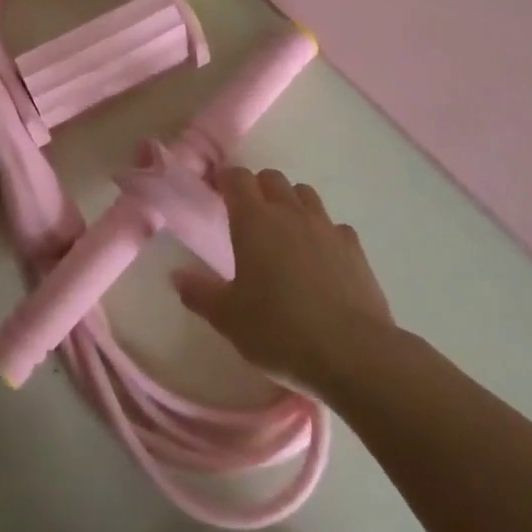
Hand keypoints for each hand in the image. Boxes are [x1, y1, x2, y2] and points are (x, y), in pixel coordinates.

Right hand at [173, 166, 392, 389]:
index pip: (237, 178)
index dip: (224, 179)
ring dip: (291, 203)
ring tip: (283, 231)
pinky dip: (323, 232)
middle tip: (247, 215)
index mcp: (254, 221)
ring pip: (305, 195)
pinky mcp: (355, 249)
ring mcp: (327, 228)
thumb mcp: (228, 317)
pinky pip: (334, 226)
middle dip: (257, 188)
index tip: (215, 190)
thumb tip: (177, 275)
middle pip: (272, 178)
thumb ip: (200, 292)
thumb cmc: (278, 330)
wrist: (352, 353)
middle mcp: (290, 213)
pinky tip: (320, 257)